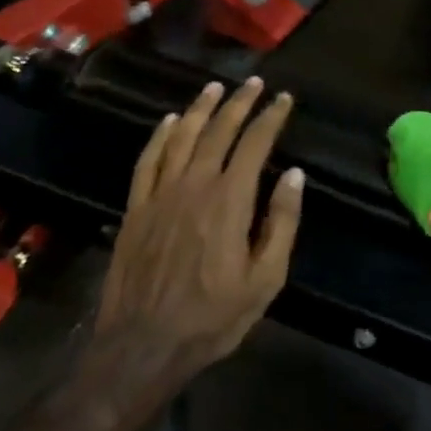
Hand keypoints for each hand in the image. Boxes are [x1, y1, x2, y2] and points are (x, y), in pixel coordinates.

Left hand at [79, 79, 302, 418]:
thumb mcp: (265, 279)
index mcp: (229, 200)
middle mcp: (194, 186)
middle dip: (239, 103)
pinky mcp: (136, 209)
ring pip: (181, 137)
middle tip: (253, 82)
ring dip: (200, 109)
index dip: (271, 117)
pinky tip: (168, 121)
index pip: (255, 144)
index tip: (283, 99)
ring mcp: (160, 195)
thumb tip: (295, 175)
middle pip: (218, 131)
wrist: (142, 348)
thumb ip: (282, 223)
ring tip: (215, 88)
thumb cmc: (212, 317)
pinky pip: (147, 161)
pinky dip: (159, 136)